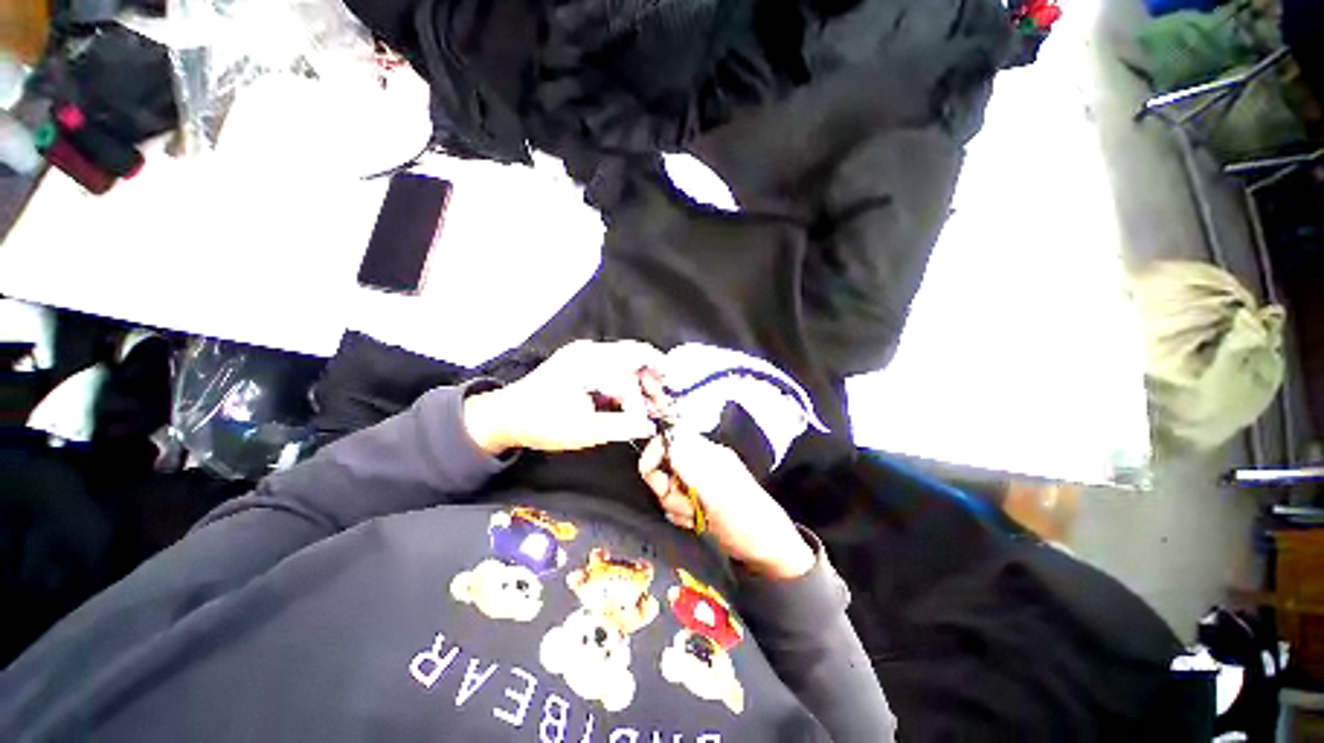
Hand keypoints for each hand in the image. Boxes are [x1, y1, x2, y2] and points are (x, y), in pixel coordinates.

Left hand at [464, 340, 662, 454]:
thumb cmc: (542, 424)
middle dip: (653, 380)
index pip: (633, 368)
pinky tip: (631, 401)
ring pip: (627, 360)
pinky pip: (615, 366)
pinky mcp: (583, 361)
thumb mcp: (583, 431)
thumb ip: (621, 427)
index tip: (657, 415)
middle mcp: (589, 350)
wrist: (506, 416)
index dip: (649, 393)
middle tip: (662, 405)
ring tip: (650, 406)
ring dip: (641, 382)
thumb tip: (650, 426)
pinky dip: (627, 382)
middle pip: (635, 355)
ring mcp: (585, 353)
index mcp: (588, 361)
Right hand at [638, 433, 813, 579]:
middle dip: (668, 490)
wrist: (766, 550)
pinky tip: (696, 522)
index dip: (654, 455)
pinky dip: (681, 514)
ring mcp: (700, 481)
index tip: (655, 480)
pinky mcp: (699, 498)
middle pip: (663, 465)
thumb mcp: (716, 492)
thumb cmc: (745, 521)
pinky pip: (676, 501)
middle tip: (686, 506)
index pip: (669, 438)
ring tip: (696, 517)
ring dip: (676, 505)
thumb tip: (668, 435)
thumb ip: (689, 463)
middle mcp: (701, 462)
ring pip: (668, 486)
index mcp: (707, 453)